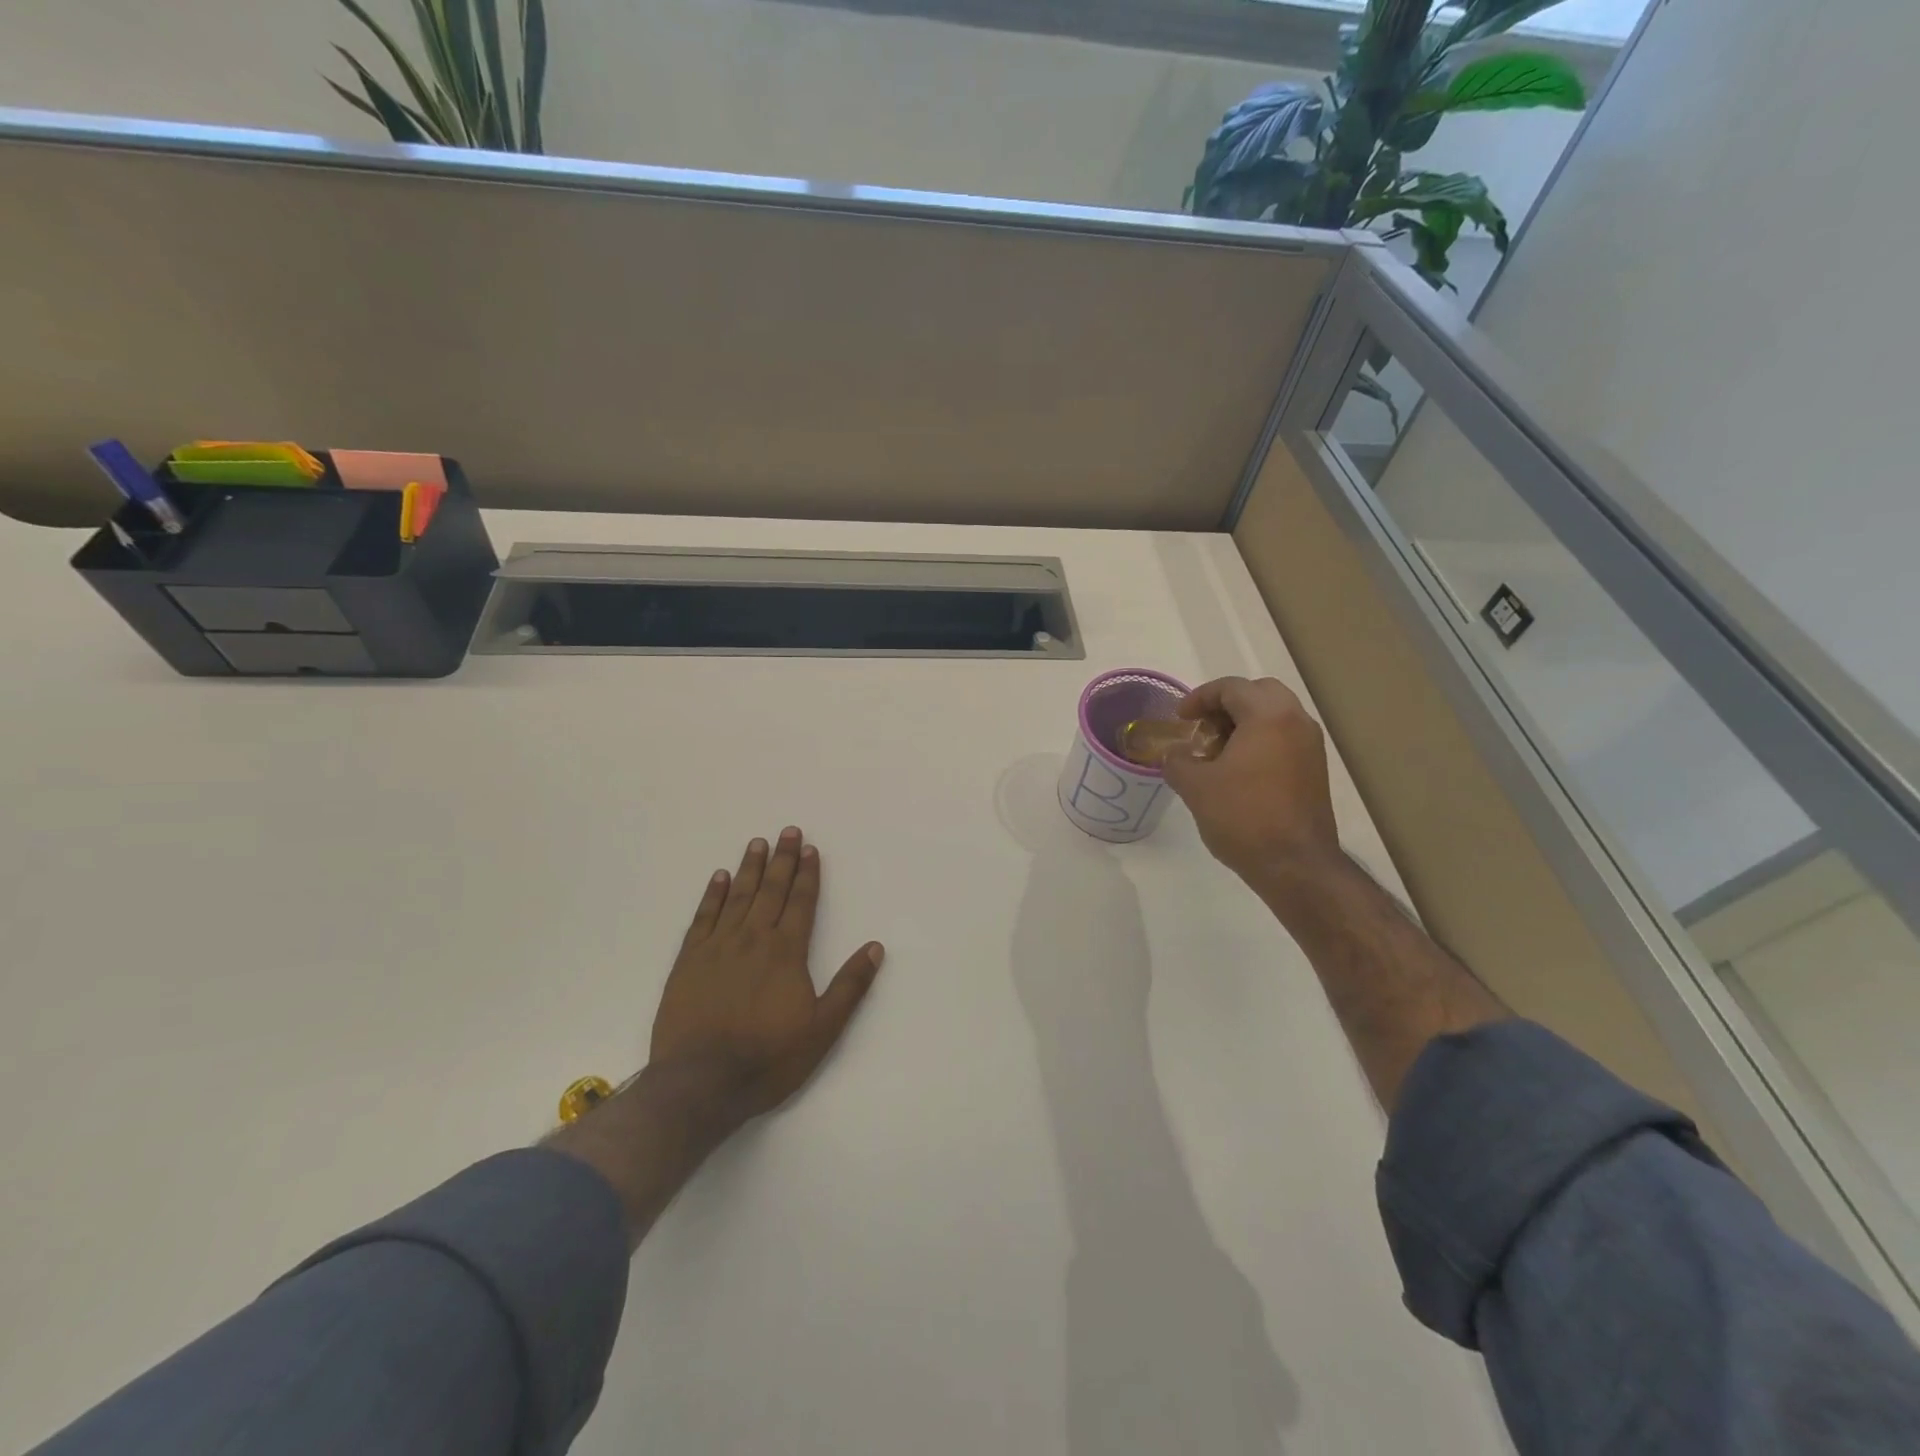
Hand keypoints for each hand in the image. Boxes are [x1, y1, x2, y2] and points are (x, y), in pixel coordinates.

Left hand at [650, 828, 884, 1132]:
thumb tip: (875, 948)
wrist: (700, 1083)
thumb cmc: (768, 1058)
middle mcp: (753, 939)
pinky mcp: (688, 961)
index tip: (810, 849)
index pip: (800, 902)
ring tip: (757, 843)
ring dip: (750, 868)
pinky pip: (703, 917)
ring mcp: (717, 947)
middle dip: (782, 860)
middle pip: (771, 890)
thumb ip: (850, 986)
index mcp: (786, 952)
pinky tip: (719, 878)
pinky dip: (713, 895)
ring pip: (738, 896)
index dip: (807, 875)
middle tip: (787, 831)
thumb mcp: (823, 1029)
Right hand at [1161, 677, 1340, 884]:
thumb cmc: (1243, 816)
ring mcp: (1311, 746)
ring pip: (1274, 716)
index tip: (1180, 719)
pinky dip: (1260, 742)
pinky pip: (1284, 738)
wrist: (1295, 865)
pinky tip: (1238, 772)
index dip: (1199, 698)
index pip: (1230, 687)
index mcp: (1268, 715)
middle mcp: (1296, 721)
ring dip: (1244, 724)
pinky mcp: (1315, 770)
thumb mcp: (1195, 787)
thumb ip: (1177, 761)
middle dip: (1226, 705)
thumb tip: (1175, 754)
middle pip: (1259, 693)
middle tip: (1202, 729)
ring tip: (1216, 753)